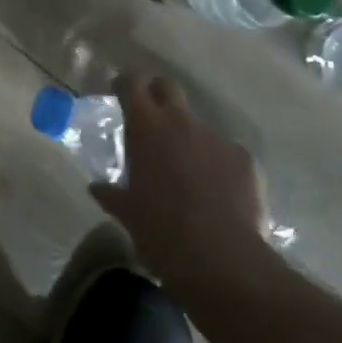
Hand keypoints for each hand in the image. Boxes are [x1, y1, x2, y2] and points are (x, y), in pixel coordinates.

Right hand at [90, 75, 274, 290]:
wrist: (220, 258)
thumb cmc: (160, 230)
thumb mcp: (128, 214)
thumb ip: (112, 194)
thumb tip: (96, 188)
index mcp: (147, 127)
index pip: (132, 84)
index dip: (125, 85)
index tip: (119, 92)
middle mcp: (181, 122)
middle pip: (168, 87)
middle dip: (158, 95)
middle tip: (152, 120)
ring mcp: (216, 138)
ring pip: (198, 125)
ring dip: (189, 139)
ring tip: (188, 172)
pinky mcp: (245, 159)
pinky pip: (226, 152)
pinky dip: (218, 164)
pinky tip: (218, 192)